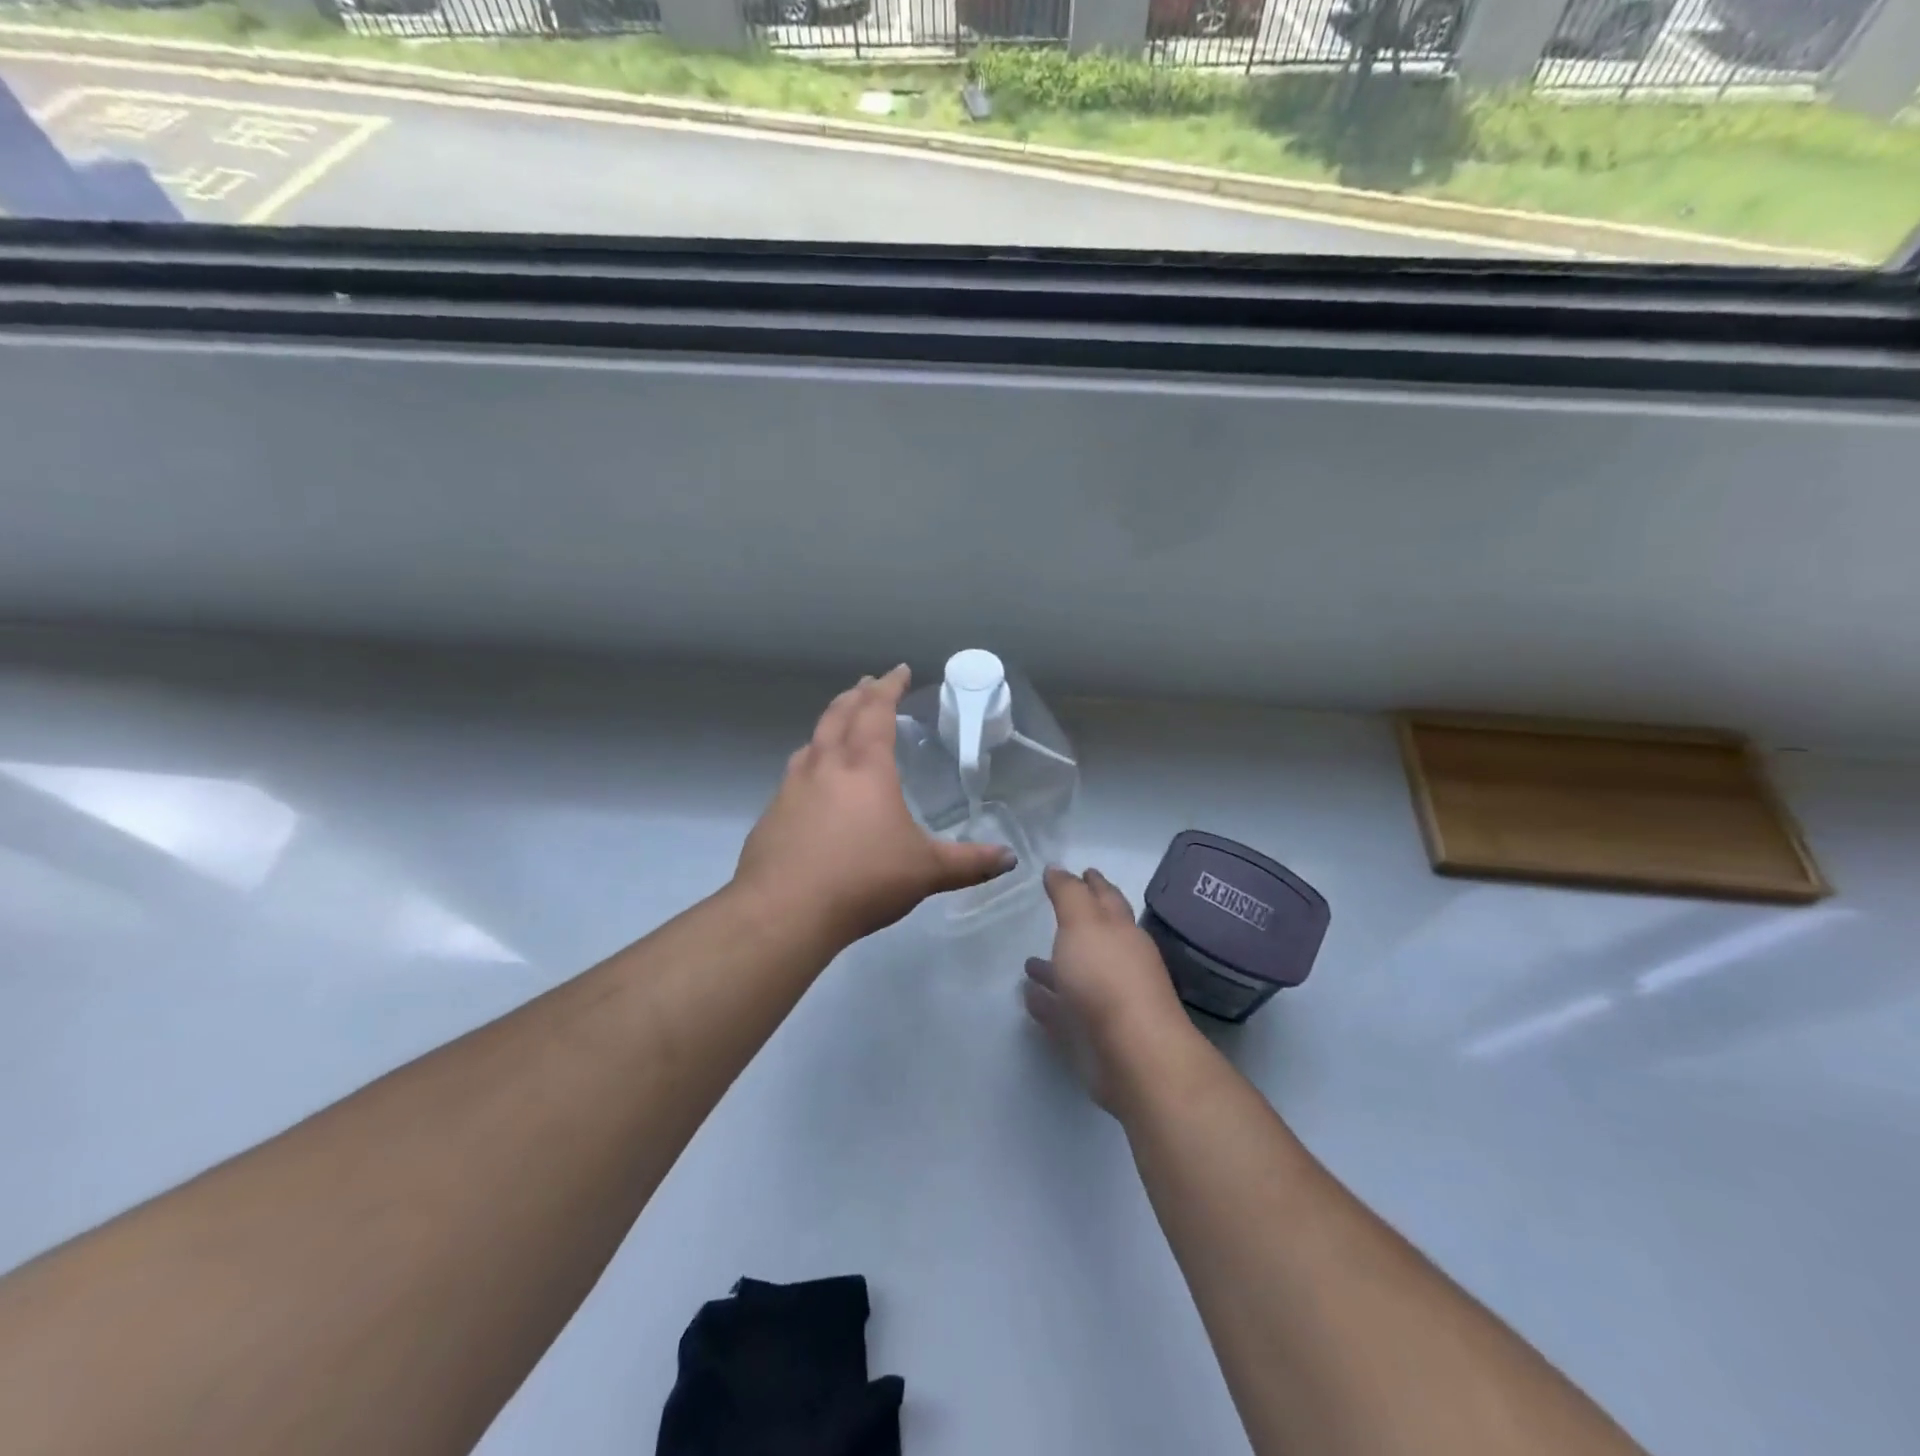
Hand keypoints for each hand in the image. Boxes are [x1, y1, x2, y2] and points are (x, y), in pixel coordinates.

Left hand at [733, 665, 1014, 949]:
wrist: (784, 911)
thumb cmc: (863, 879)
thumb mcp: (925, 871)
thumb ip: (969, 863)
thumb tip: (1010, 859)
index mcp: (865, 766)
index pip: (876, 711)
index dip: (889, 687)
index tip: (898, 670)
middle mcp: (825, 765)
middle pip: (839, 714)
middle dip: (857, 695)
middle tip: (868, 684)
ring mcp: (792, 787)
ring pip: (812, 740)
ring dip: (829, 724)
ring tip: (840, 726)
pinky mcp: (773, 813)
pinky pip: (796, 772)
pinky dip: (811, 761)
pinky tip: (815, 784)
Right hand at [1023, 867, 1197, 1112]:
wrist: (1133, 1056)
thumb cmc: (1107, 978)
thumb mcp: (1083, 923)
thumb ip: (1069, 894)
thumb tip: (1059, 868)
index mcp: (1121, 931)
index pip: (1107, 898)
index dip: (1094, 883)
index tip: (1085, 870)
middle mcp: (1118, 963)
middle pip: (1095, 937)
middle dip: (1077, 924)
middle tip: (1055, 911)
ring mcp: (1107, 1002)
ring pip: (1077, 978)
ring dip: (1055, 968)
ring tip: (1028, 962)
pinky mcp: (1092, 1038)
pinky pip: (1064, 1013)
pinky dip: (1048, 1003)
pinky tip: (1029, 997)